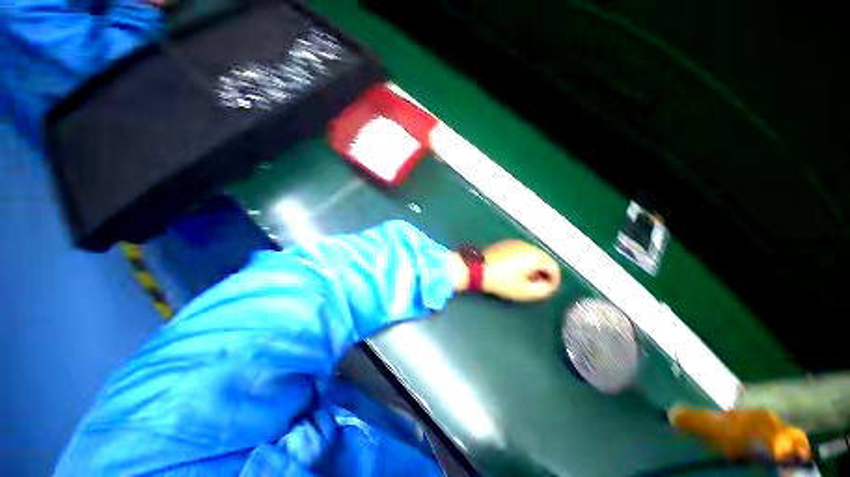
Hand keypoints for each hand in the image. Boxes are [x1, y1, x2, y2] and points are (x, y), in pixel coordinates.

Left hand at [451, 240, 559, 301]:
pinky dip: (522, 261)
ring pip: (531, 255)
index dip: (553, 281)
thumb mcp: (525, 291)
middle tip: (535, 286)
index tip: (547, 290)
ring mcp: (515, 243)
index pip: (553, 267)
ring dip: (532, 267)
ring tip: (523, 280)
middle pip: (543, 259)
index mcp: (535, 255)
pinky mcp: (504, 244)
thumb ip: (543, 290)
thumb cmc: (502, 281)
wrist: (477, 269)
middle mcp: (527, 245)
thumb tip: (548, 285)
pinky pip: (520, 252)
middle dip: (542, 273)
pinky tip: (513, 271)